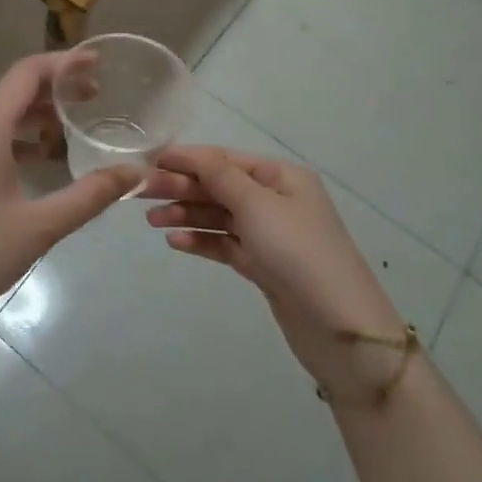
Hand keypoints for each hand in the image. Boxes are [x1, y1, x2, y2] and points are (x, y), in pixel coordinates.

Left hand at [0, 53, 142, 338]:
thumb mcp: (40, 226)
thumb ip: (91, 195)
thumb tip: (135, 173)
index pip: (26, 73)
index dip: (64, 63)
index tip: (98, 63)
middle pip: (12, 90)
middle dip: (55, 88)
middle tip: (96, 95)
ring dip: (35, 113)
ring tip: (75, 122)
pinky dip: (15, 135)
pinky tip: (42, 157)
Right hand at [144, 147, 412, 403]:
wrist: (341, 327)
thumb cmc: (299, 252)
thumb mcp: (257, 205)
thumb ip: (220, 177)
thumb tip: (192, 153)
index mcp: (281, 177)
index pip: (225, 159)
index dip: (187, 159)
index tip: (149, 161)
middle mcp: (275, 200)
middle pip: (219, 186)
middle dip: (182, 187)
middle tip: (141, 194)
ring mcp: (269, 234)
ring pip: (219, 216)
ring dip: (186, 215)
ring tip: (152, 222)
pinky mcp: (263, 266)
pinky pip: (225, 244)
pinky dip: (201, 241)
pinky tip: (175, 243)